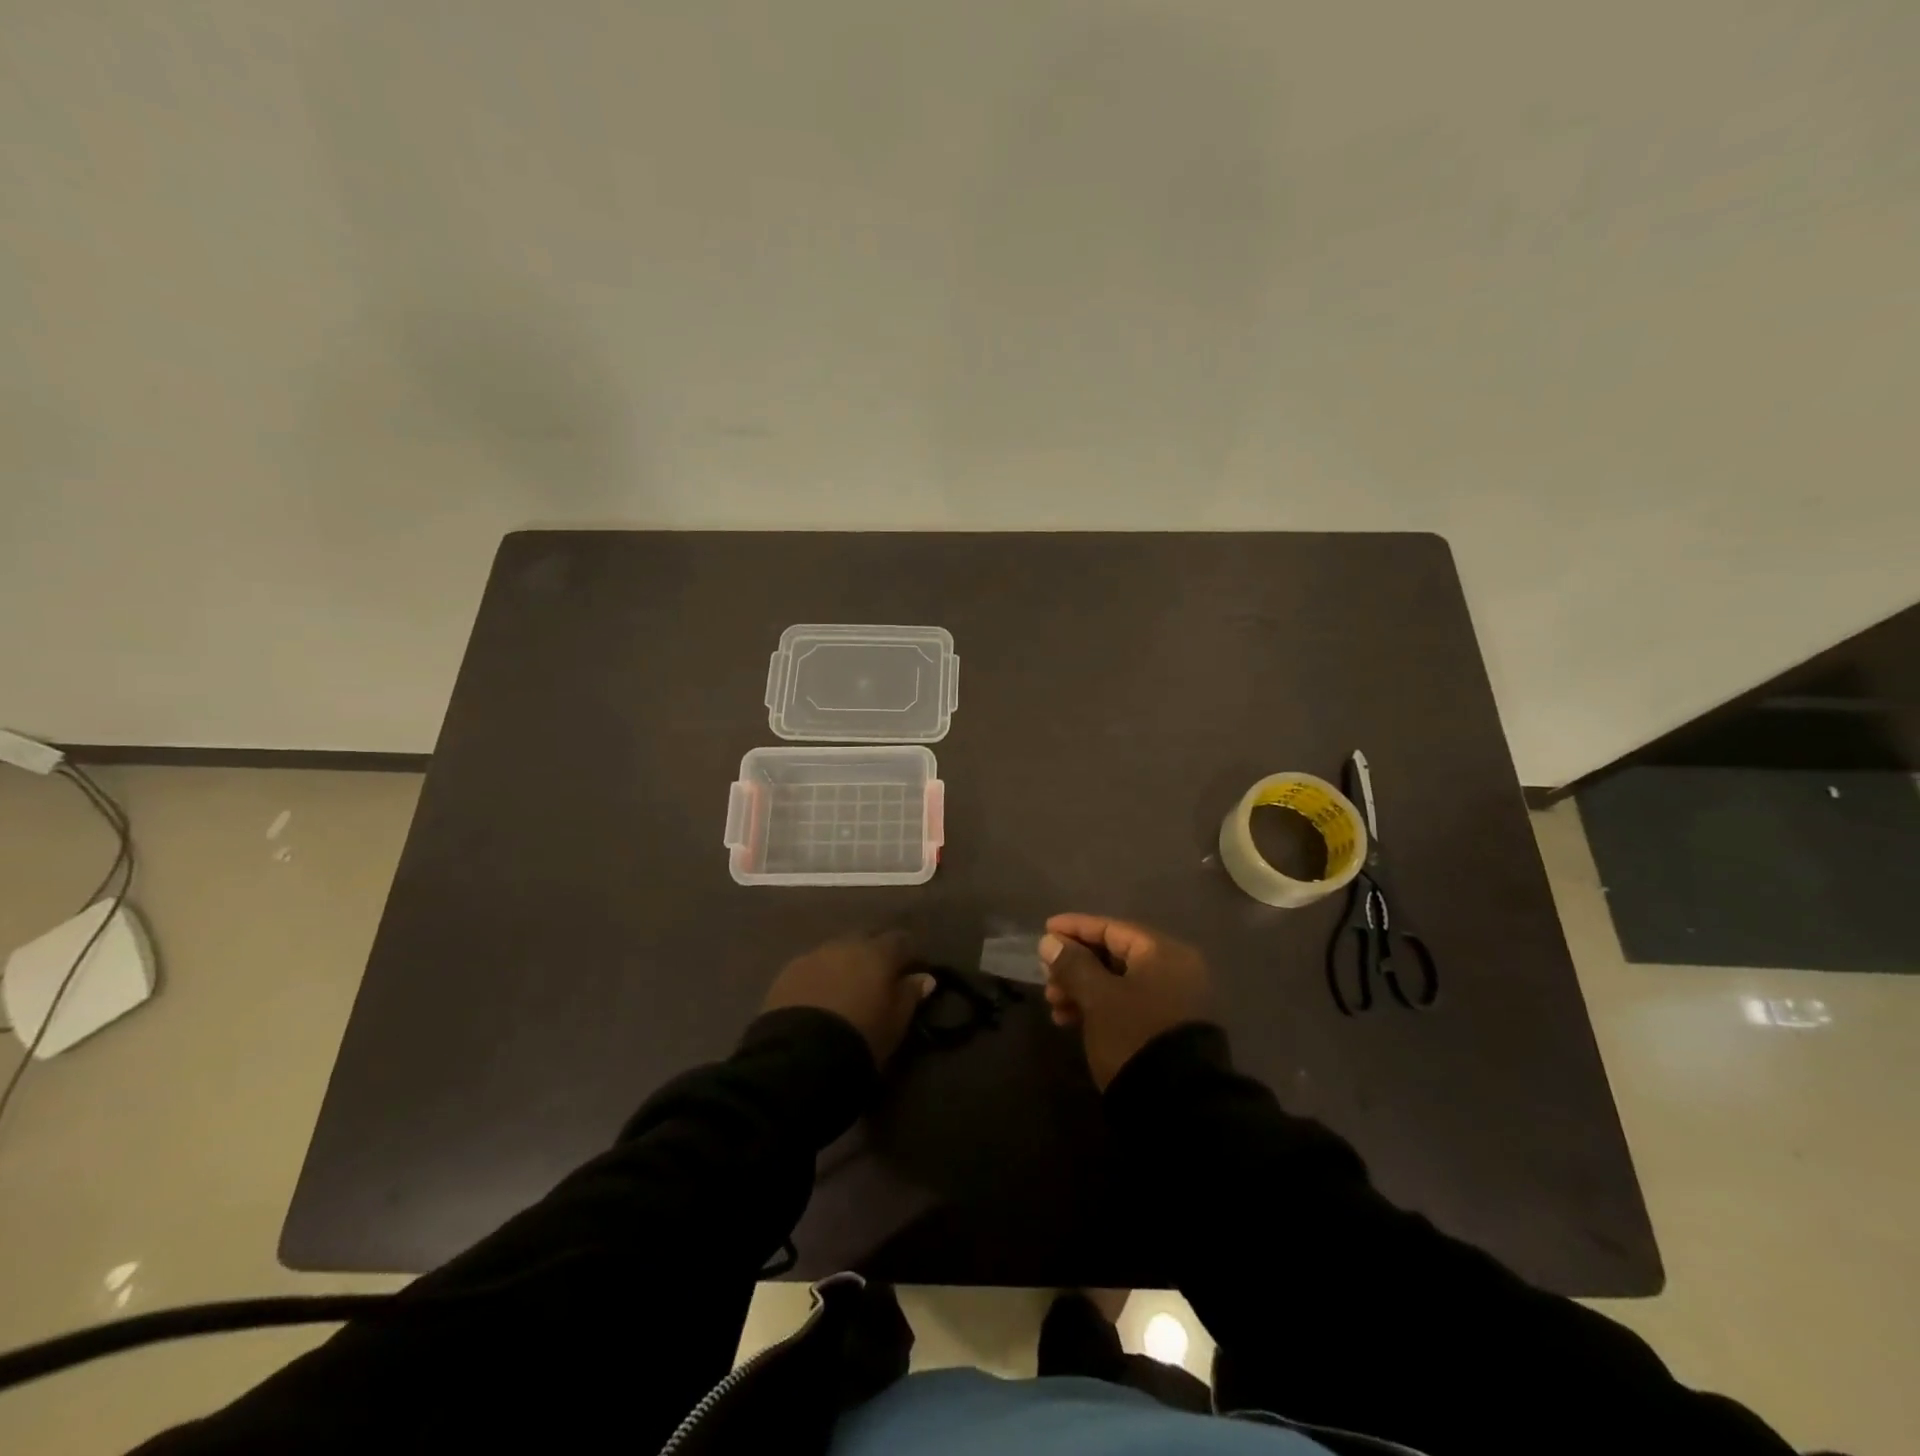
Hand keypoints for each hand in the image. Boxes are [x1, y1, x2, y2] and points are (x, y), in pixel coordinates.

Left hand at [763, 930, 934, 1065]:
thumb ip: (910, 995)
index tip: (913, 970)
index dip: (909, 954)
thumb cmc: (861, 1037)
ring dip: (846, 962)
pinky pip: (813, 965)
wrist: (801, 1055)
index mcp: (878, 953)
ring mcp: (814, 955)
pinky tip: (820, 996)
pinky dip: (821, 975)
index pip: (902, 940)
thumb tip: (925, 977)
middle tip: (879, 977)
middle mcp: (846, 944)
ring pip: (837, 950)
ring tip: (847, 987)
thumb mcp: (895, 1023)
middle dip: (875, 952)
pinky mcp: (788, 971)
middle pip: (867, 938)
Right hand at [1040, 914, 1212, 1089]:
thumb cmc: (1134, 1035)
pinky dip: (1097, 1006)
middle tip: (1046, 977)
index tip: (1045, 931)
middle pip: (1114, 955)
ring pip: (1117, 981)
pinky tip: (1069, 1020)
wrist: (1177, 1105)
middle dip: (1075, 965)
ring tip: (1053, 1004)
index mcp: (1163, 953)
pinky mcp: (1165, 1027)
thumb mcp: (1097, 997)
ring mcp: (1172, 1000)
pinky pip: (1125, 1003)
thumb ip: (1072, 965)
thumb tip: (1050, 941)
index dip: (1075, 928)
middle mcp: (1173, 969)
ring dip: (1081, 988)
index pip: (1111, 928)